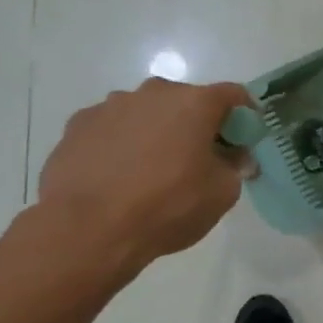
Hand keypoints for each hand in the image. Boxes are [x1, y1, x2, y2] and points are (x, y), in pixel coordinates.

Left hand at [36, 78, 254, 274]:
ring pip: (146, 112)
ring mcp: (110, 106)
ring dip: (157, 131)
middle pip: (186, 100)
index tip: (245, 138)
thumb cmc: (168, 206)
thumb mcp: (222, 193)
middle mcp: (153, 94)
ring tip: (153, 168)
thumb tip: (236, 158)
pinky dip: (122, 143)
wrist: (87, 229)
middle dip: (197, 123)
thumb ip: (235, 167)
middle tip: (200, 156)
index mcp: (195, 103)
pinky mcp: (77, 125)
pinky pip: (112, 128)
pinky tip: (119, 174)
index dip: (245, 114)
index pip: (233, 95)